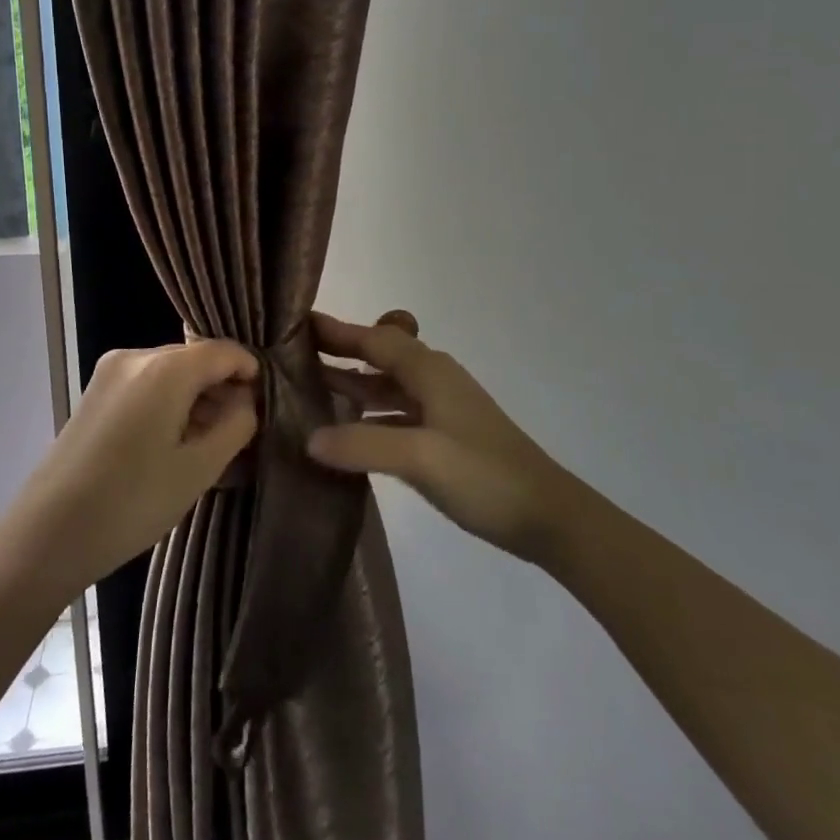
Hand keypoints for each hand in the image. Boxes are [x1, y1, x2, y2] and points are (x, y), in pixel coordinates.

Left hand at [17, 342, 258, 591]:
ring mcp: (109, 373)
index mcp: (166, 367)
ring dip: (196, 401)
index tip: (268, 405)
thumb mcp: (199, 469)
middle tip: (242, 433)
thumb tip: (247, 402)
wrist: (46, 536)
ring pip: (171, 374)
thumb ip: (236, 426)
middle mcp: (136, 356)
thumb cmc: (131, 501)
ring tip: (211, 446)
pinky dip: (169, 406)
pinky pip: (147, 387)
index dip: (251, 373)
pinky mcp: (95, 394)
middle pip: (196, 360)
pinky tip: (175, 445)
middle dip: (223, 390)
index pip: (225, 351)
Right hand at [307, 311, 575, 562]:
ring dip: (353, 385)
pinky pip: (397, 414)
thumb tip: (309, 437)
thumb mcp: (420, 458)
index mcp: (429, 372)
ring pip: (388, 387)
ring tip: (310, 391)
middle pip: (380, 357)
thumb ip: (362, 445)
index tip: (298, 324)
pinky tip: (348, 433)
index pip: (374, 339)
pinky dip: (370, 416)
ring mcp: (442, 409)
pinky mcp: (445, 437)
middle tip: (293, 357)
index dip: (338, 331)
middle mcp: (434, 380)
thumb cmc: (484, 476)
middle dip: (341, 354)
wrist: (547, 515)